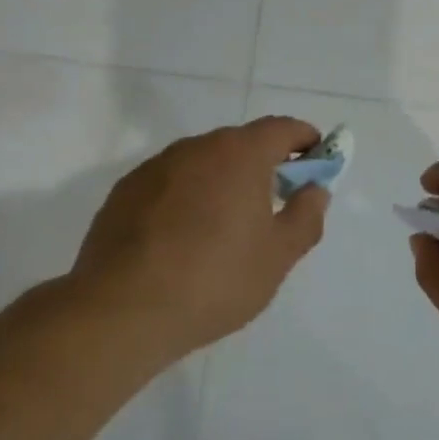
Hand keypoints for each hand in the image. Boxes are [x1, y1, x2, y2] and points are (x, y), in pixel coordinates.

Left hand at [68, 117, 329, 360]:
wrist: (121, 310)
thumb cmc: (215, 279)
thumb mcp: (278, 256)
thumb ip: (306, 216)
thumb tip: (315, 190)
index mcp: (240, 154)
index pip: (282, 129)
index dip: (304, 140)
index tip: (316, 160)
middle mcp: (197, 147)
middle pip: (241, 144)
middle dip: (264, 164)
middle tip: (275, 202)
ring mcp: (155, 167)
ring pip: (202, 163)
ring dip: (222, 181)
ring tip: (225, 227)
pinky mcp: (124, 192)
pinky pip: (170, 184)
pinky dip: (186, 198)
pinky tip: (182, 239)